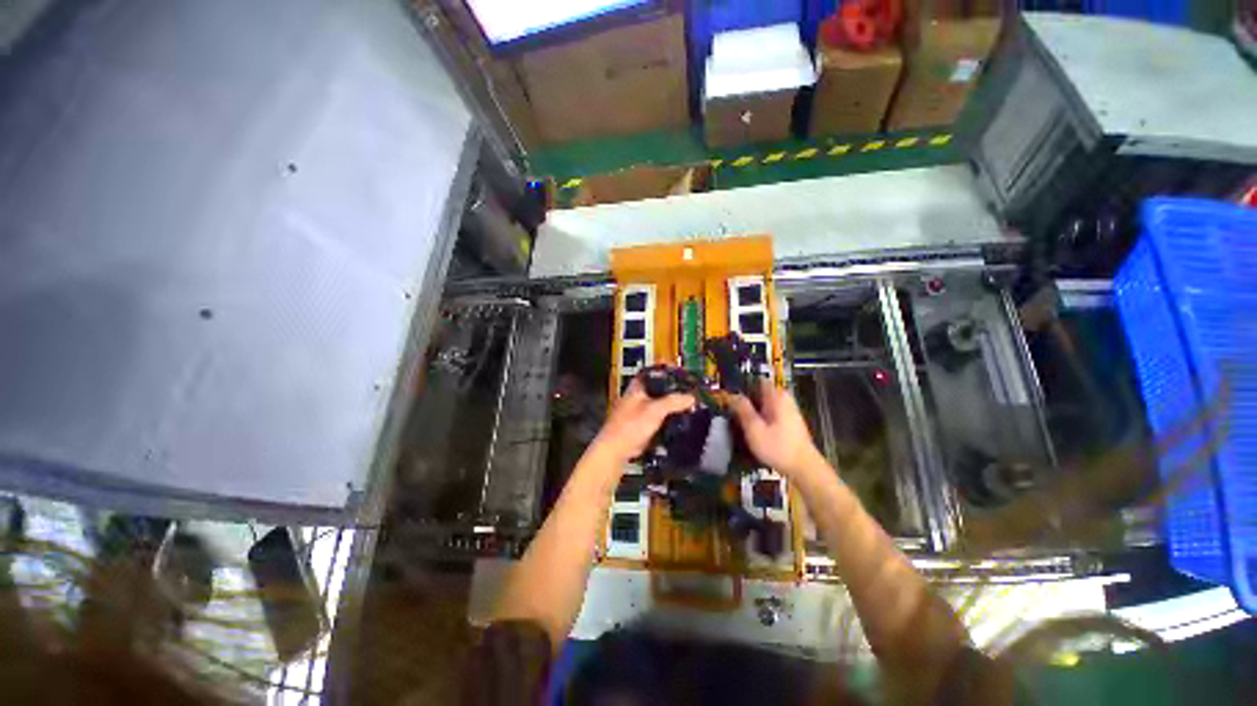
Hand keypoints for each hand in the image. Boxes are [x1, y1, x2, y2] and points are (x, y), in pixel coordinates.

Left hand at [591, 378, 693, 464]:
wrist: (616, 449)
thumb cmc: (632, 425)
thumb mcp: (655, 410)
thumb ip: (674, 402)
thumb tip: (691, 398)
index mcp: (637, 387)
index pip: (653, 372)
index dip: (667, 370)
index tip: (681, 373)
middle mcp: (637, 397)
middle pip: (658, 389)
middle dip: (673, 391)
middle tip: (689, 392)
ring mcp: (638, 412)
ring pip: (659, 405)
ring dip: (671, 406)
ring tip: (688, 406)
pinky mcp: (641, 426)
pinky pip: (658, 419)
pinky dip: (668, 419)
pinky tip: (679, 422)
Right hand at [731, 380, 823, 478]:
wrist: (803, 466)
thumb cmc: (778, 448)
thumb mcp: (755, 430)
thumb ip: (743, 410)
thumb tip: (731, 395)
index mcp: (777, 396)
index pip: (757, 380)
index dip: (742, 386)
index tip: (729, 397)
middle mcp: (785, 399)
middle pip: (761, 393)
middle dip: (747, 402)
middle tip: (731, 414)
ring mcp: (789, 411)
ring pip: (766, 406)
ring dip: (754, 413)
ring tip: (739, 425)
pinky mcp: (790, 423)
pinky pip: (772, 415)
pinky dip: (762, 421)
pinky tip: (754, 434)